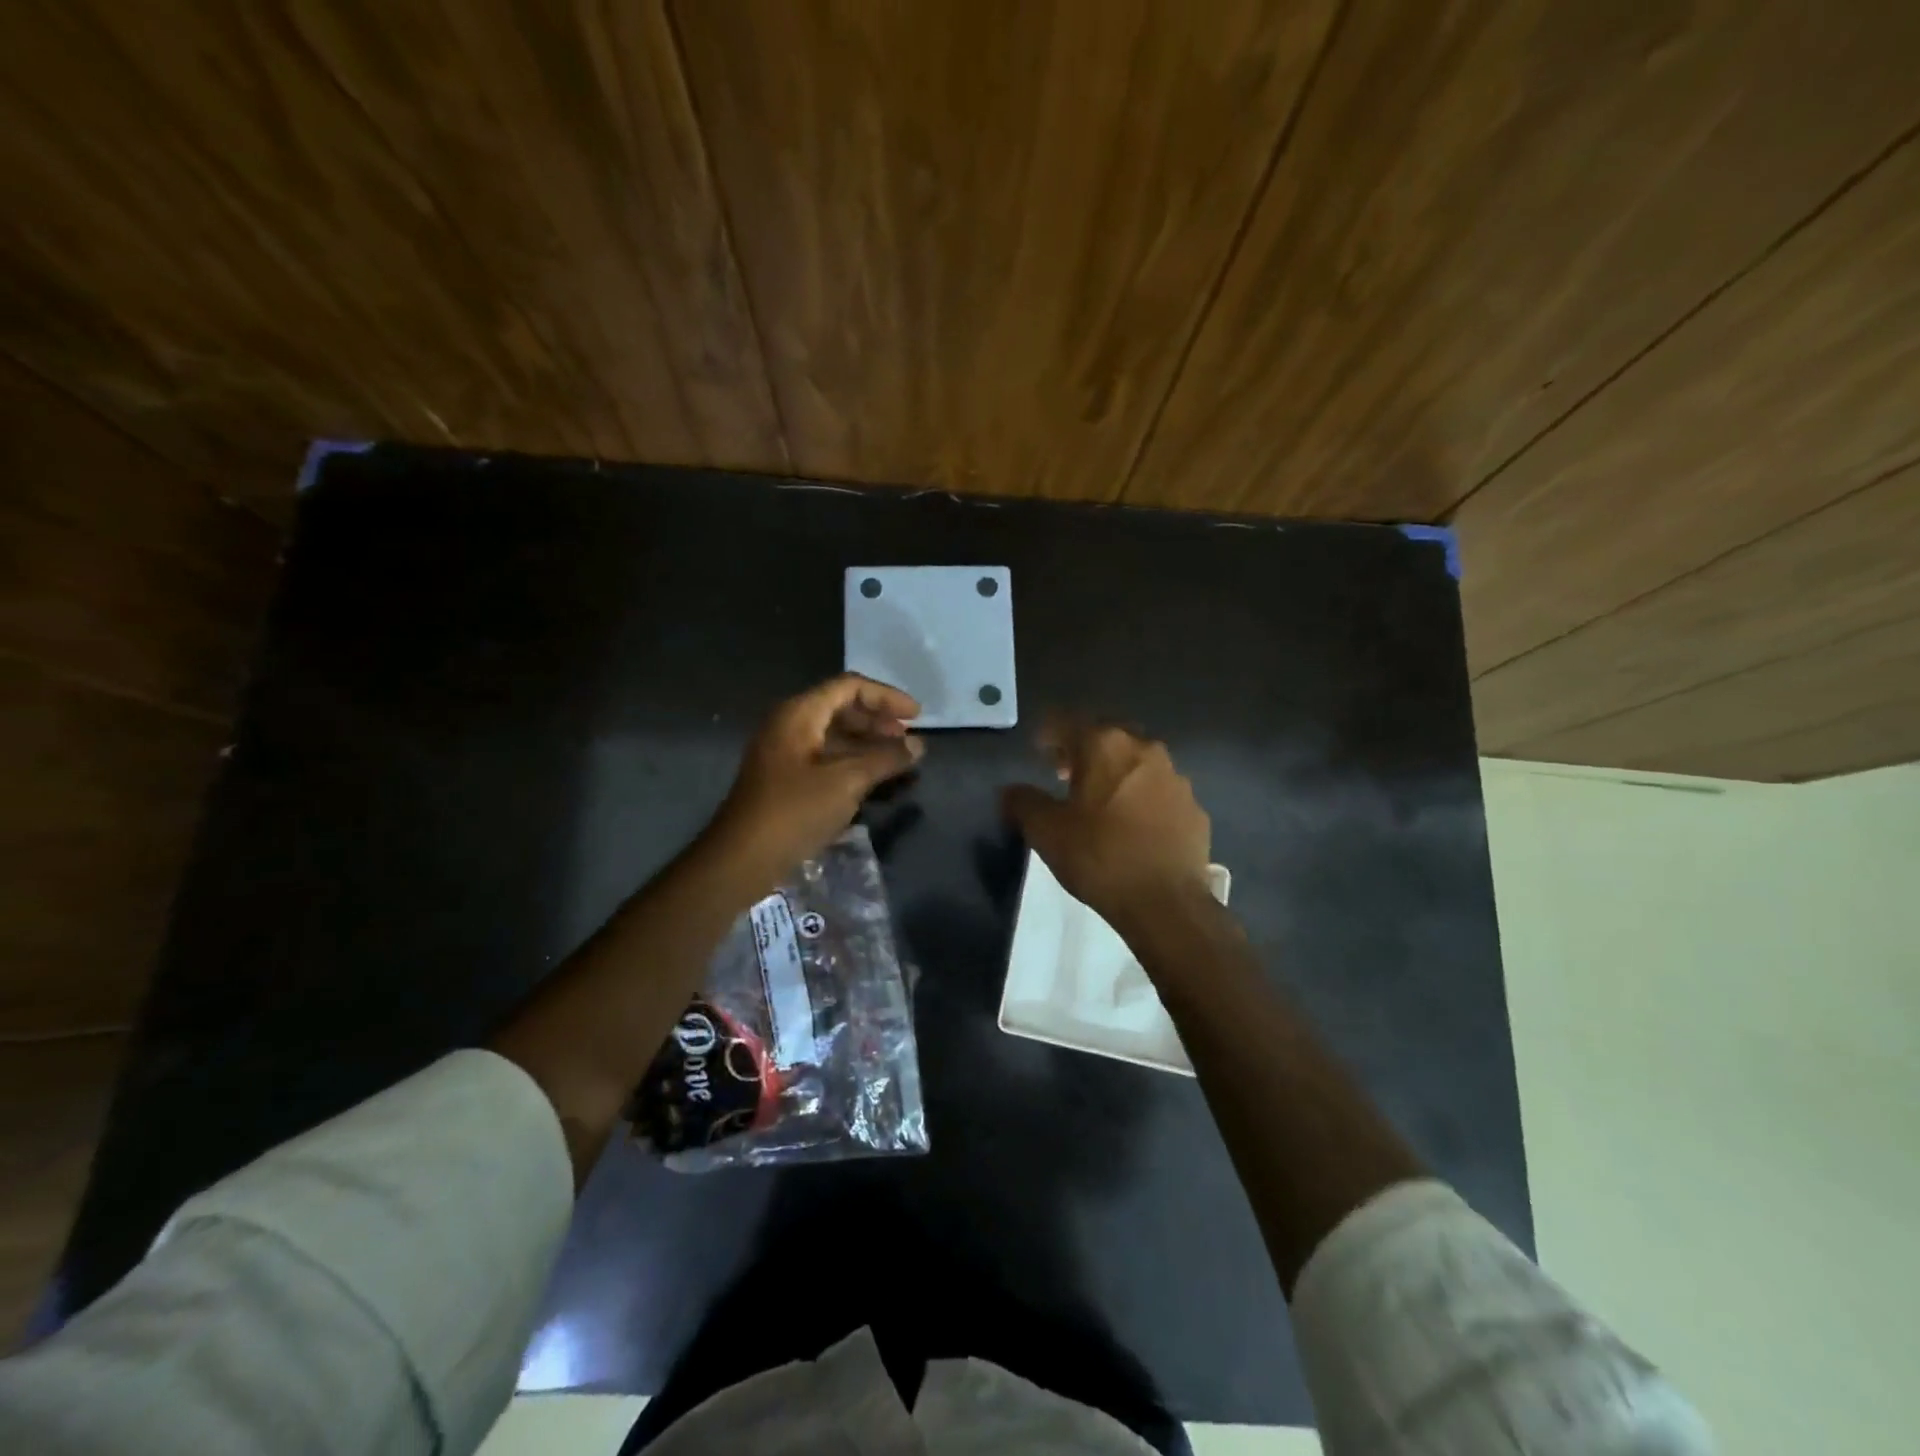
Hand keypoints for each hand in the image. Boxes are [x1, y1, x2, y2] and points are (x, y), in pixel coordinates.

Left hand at [706, 673, 924, 891]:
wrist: (742, 858)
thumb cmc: (795, 812)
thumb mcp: (846, 782)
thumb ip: (885, 759)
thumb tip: (918, 746)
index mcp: (799, 714)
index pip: (849, 687)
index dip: (886, 697)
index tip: (916, 716)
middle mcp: (789, 724)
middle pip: (841, 708)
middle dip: (878, 720)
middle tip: (909, 740)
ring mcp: (785, 752)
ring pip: (834, 735)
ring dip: (868, 743)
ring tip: (899, 760)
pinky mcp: (785, 778)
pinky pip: (825, 757)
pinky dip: (852, 762)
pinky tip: (875, 779)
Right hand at [1001, 716, 1210, 924]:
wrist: (1166, 903)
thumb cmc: (1099, 856)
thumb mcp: (1046, 831)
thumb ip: (1023, 802)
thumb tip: (1011, 791)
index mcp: (1105, 746)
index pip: (1068, 723)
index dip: (1049, 732)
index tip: (1038, 748)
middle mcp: (1145, 750)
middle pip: (1107, 736)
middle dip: (1085, 749)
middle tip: (1066, 772)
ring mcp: (1176, 778)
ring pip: (1138, 762)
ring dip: (1116, 772)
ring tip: (1100, 801)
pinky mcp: (1194, 809)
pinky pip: (1160, 792)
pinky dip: (1142, 798)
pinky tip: (1133, 825)